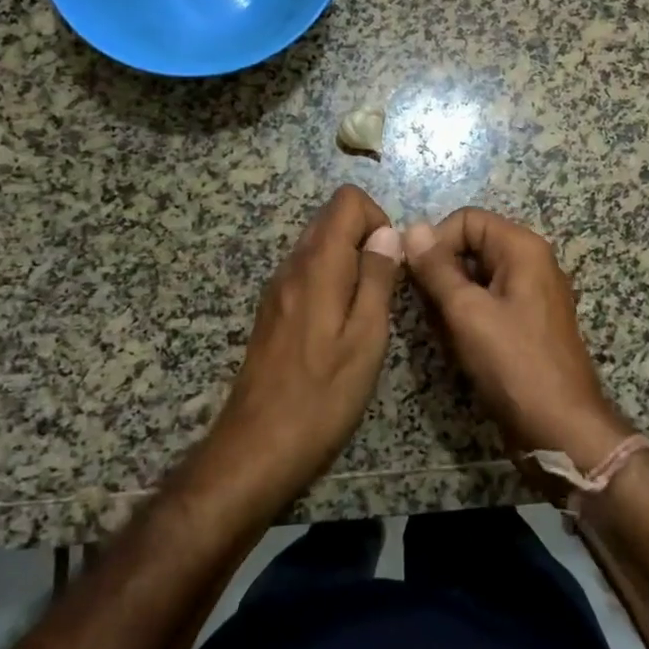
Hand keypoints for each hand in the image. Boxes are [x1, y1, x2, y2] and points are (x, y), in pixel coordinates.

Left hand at [206, 185, 402, 507]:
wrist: (256, 448)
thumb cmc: (321, 397)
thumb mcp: (366, 339)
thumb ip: (378, 279)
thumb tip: (389, 233)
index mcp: (318, 266)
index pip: (347, 200)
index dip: (378, 219)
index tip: (392, 263)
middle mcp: (292, 266)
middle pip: (331, 219)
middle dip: (366, 239)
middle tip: (385, 289)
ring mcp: (277, 289)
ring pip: (319, 246)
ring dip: (350, 262)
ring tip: (367, 312)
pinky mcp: (273, 312)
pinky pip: (307, 273)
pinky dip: (332, 281)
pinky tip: (340, 328)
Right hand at [405, 207, 633, 472]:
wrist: (560, 428)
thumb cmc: (513, 363)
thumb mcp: (467, 312)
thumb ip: (437, 268)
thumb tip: (413, 229)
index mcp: (523, 248)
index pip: (467, 219)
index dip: (437, 241)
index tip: (416, 276)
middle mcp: (531, 262)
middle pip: (472, 246)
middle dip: (443, 273)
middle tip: (428, 309)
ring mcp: (532, 293)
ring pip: (476, 277)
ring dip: (452, 299)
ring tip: (445, 331)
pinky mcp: (527, 322)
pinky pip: (489, 302)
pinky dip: (468, 316)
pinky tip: (459, 344)